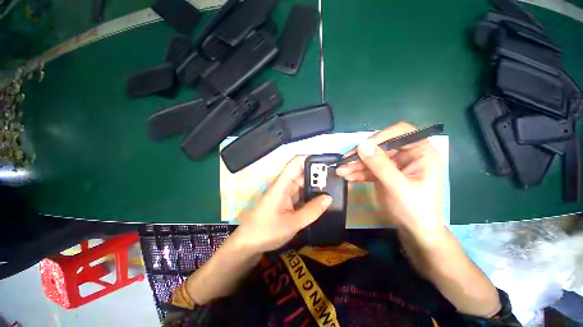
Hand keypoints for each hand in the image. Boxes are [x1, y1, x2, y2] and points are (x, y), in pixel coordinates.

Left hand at [233, 156, 331, 253]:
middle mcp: (284, 185)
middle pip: (302, 173)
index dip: (311, 159)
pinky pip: (301, 194)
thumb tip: (329, 198)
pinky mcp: (286, 202)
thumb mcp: (292, 223)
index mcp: (282, 184)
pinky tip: (321, 200)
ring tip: (333, 188)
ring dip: (315, 186)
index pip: (296, 163)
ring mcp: (285, 194)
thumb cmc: (266, 231)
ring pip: (302, 184)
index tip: (328, 163)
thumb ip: (311, 211)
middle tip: (336, 180)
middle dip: (317, 174)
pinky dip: (310, 195)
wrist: (248, 244)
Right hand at [336, 122, 443, 236]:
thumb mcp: (398, 187)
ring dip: (355, 165)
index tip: (361, 147)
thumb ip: (380, 165)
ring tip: (341, 172)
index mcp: (420, 152)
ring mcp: (394, 165)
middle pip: (380, 147)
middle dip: (361, 155)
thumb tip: (361, 144)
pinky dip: (357, 172)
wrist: (416, 233)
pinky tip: (347, 177)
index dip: (380, 136)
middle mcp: (407, 154)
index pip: (400, 132)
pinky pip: (369, 169)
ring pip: (371, 158)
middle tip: (343, 163)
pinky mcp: (384, 174)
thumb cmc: (416, 210)